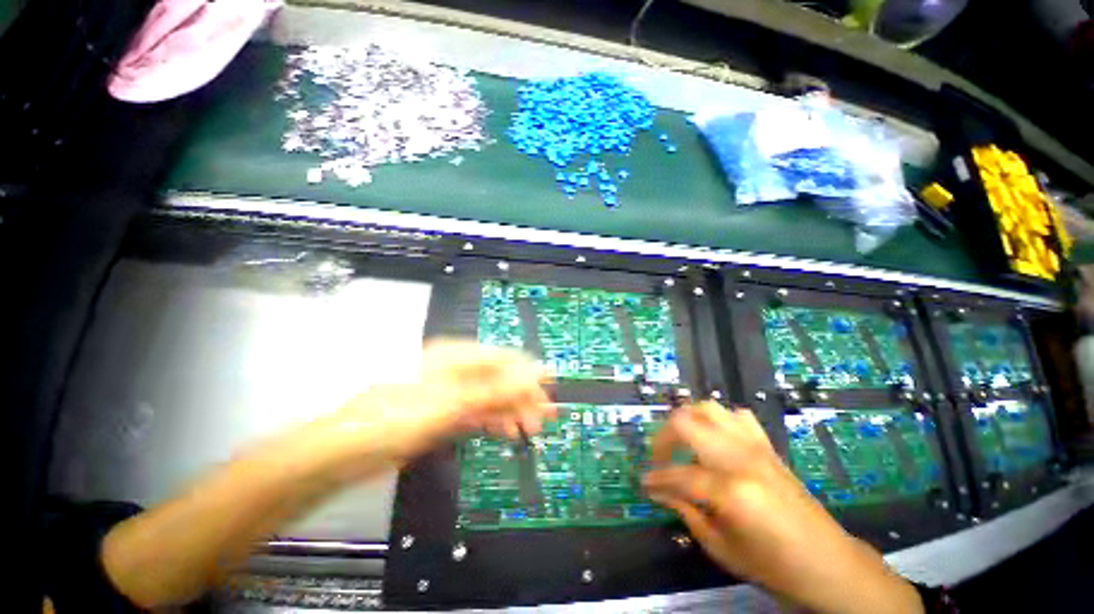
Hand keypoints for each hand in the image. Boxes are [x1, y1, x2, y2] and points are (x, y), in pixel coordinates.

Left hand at [312, 339, 554, 473]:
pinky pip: (476, 413)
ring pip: (490, 397)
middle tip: (543, 418)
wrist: (345, 452)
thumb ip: (493, 390)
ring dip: (511, 411)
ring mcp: (449, 394)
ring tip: (530, 429)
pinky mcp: (443, 414)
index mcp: (456, 358)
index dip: (527, 374)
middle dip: (522, 397)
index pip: (502, 360)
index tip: (547, 392)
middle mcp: (456, 372)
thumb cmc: (396, 418)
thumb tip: (532, 376)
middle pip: (498, 379)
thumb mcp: (450, 403)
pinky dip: (493, 421)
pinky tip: (506, 431)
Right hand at [643, 402, 922, 613]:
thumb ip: (686, 512)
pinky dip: (717, 420)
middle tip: (659, 457)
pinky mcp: (766, 446)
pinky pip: (736, 416)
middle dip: (663, 437)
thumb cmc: (773, 566)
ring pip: (708, 409)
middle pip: (686, 422)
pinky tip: (714, 438)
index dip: (655, 479)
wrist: (828, 563)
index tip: (644, 484)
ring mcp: (755, 446)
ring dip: (687, 420)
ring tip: (681, 442)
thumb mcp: (721, 548)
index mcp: (730, 490)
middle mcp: (740, 458)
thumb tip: (660, 490)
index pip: (678, 475)